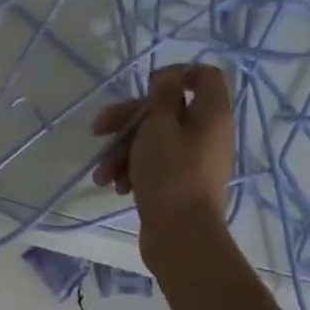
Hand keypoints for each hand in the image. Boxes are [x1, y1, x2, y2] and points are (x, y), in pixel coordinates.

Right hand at [91, 64, 232, 259]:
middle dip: (128, 119)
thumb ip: (162, 97)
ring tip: (103, 173)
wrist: (180, 236)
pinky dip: (132, 169)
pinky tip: (115, 185)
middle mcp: (206, 133)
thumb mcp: (159, 127)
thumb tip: (168, 76)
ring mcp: (192, 159)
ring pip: (152, 138)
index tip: (148, 85)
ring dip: (122, 150)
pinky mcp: (178, 181)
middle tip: (99, 129)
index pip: (205, 76)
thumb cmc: (170, 174)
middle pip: (166, 110)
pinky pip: (153, 163)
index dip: (177, 73)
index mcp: (210, 114)